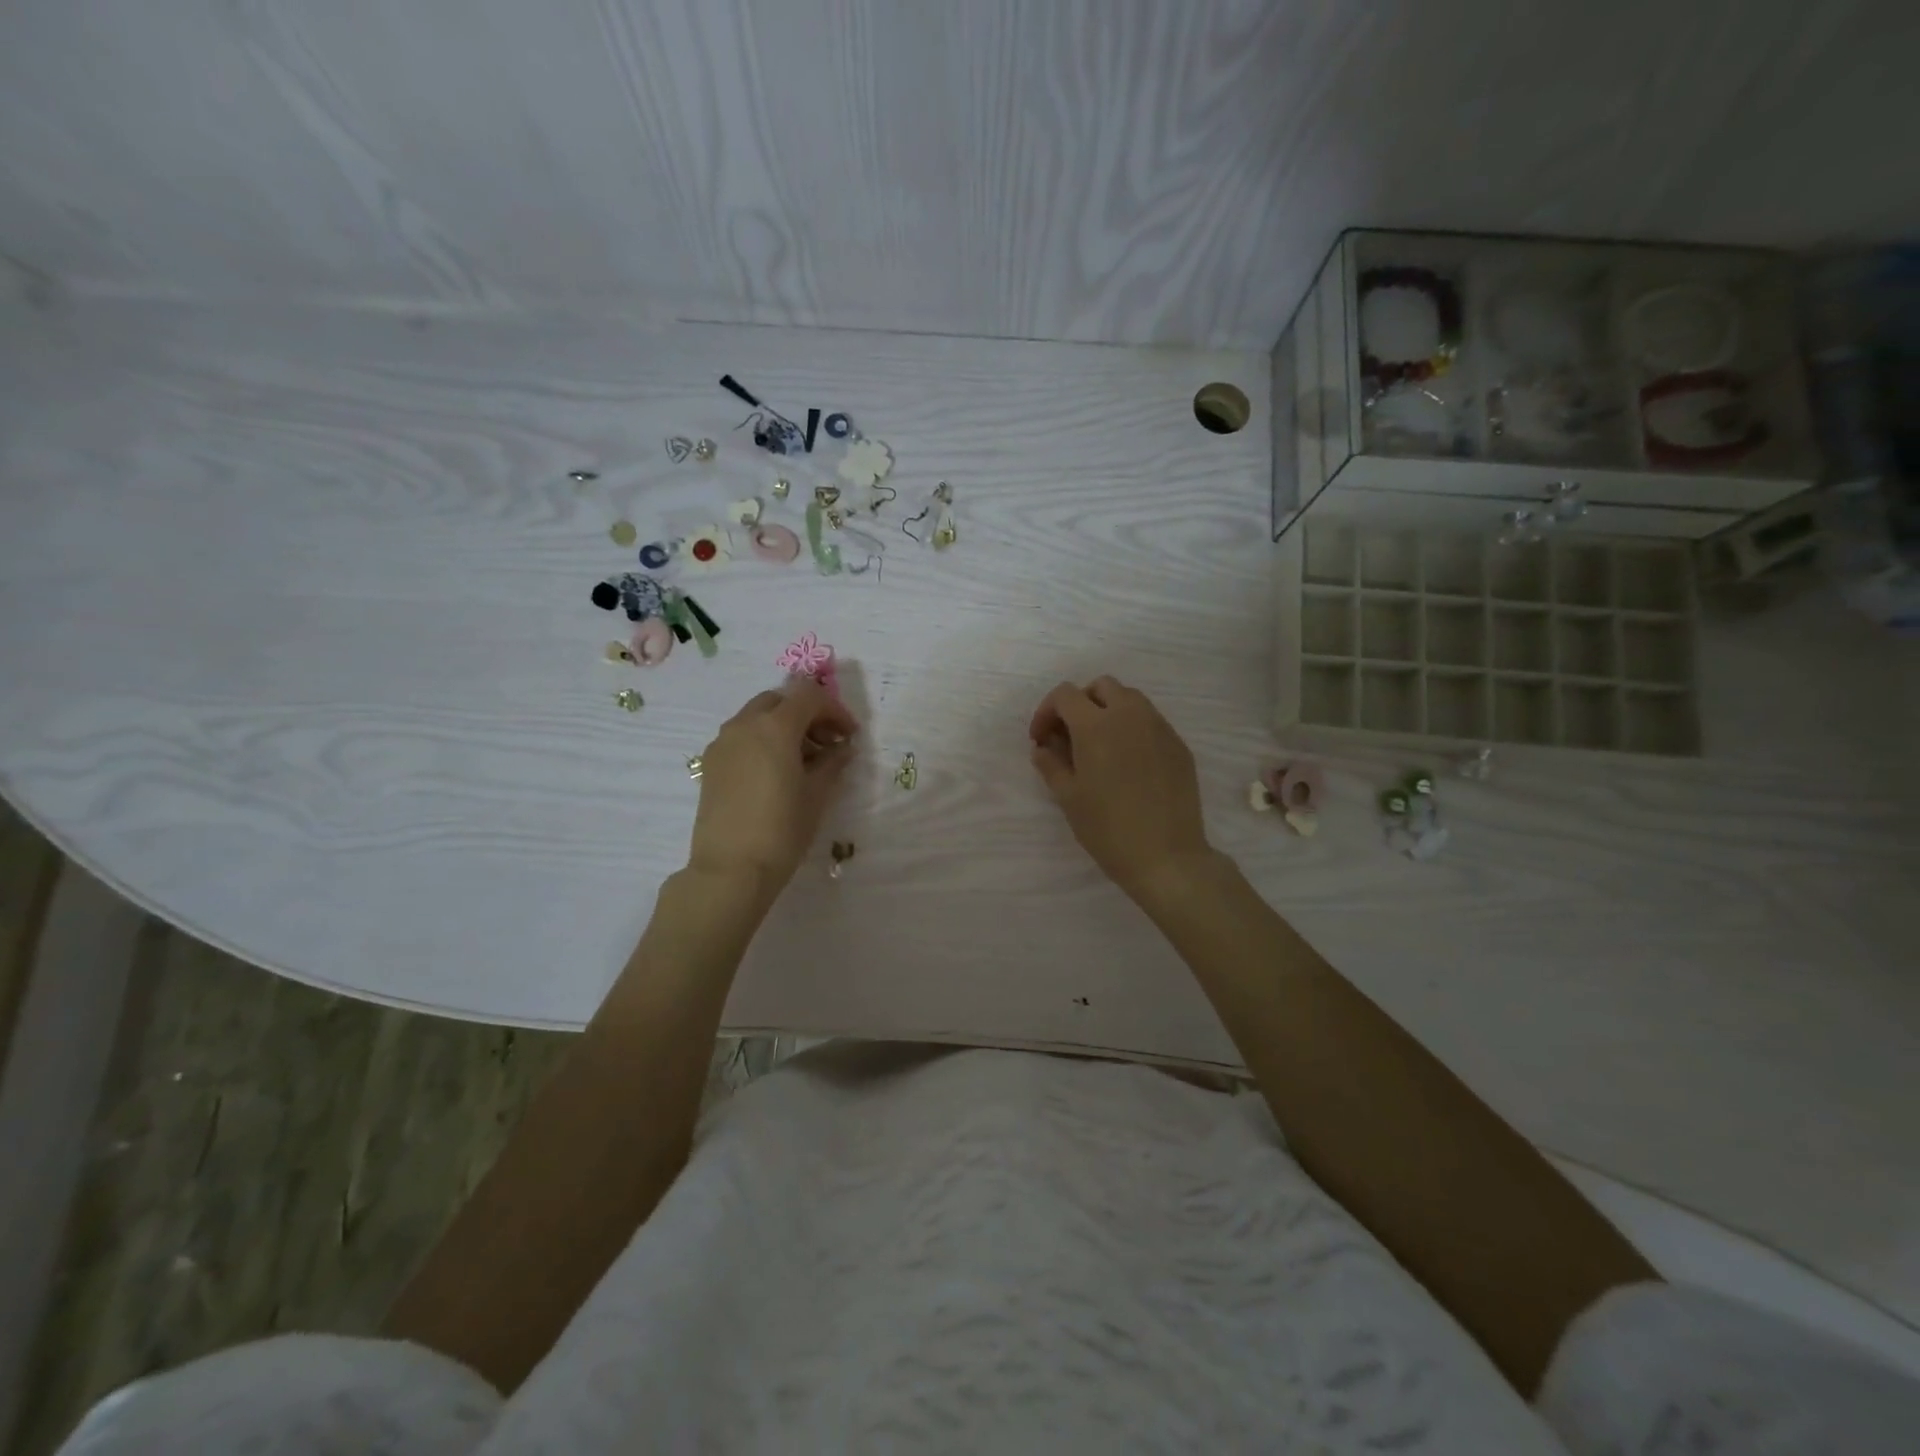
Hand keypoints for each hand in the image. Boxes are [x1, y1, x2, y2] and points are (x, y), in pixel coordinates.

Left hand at [687, 681, 859, 896]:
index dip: (835, 710)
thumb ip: (833, 762)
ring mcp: (722, 743)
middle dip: (807, 714)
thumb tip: (842, 747)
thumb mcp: (818, 794)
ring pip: (757, 717)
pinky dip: (762, 741)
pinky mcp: (711, 764)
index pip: (809, 696)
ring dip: (783, 726)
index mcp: (775, 727)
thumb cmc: (782, 829)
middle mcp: (744, 725)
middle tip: (827, 743)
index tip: (849, 736)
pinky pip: (741, 737)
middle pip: (780, 700)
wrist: (731, 869)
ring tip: (803, 761)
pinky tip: (776, 773)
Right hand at [1028, 676, 1211, 902]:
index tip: (1041, 740)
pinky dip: (1132, 728)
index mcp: (1096, 725)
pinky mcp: (1178, 745)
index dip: (1046, 712)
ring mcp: (1159, 727)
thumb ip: (1051, 764)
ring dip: (1108, 711)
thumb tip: (1043, 748)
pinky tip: (1127, 762)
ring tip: (1099, 746)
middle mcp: (1130, 715)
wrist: (1167, 856)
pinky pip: (1151, 721)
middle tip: (1069, 736)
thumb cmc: (1108, 828)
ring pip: (1130, 699)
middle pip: (1101, 686)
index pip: (1065, 695)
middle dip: (1080, 703)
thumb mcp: (1068, 798)